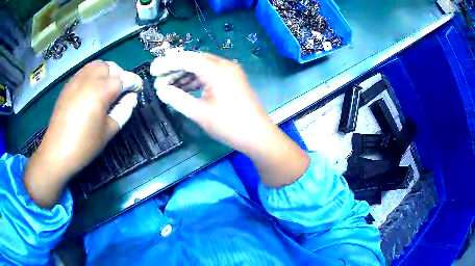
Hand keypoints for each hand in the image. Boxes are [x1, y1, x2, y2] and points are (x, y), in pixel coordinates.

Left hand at [24, 60, 138, 207]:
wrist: (57, 151)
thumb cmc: (84, 145)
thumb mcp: (109, 131)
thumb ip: (123, 111)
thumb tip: (131, 98)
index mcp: (101, 90)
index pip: (124, 78)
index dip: (134, 83)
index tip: (137, 90)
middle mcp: (89, 79)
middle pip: (110, 67)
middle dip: (119, 75)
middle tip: (119, 92)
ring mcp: (76, 80)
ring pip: (96, 65)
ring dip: (105, 72)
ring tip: (105, 88)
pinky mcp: (68, 85)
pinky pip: (84, 71)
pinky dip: (92, 75)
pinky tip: (90, 91)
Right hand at [151, 52, 309, 187]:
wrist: (258, 136)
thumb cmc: (229, 126)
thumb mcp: (199, 113)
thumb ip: (177, 99)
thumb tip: (161, 90)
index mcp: (217, 70)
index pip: (186, 59)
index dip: (167, 63)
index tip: (153, 71)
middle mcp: (224, 65)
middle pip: (194, 60)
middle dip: (174, 68)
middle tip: (158, 79)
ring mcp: (230, 72)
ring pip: (201, 66)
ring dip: (184, 74)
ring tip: (167, 85)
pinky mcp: (231, 79)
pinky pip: (209, 74)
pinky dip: (195, 79)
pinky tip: (184, 87)